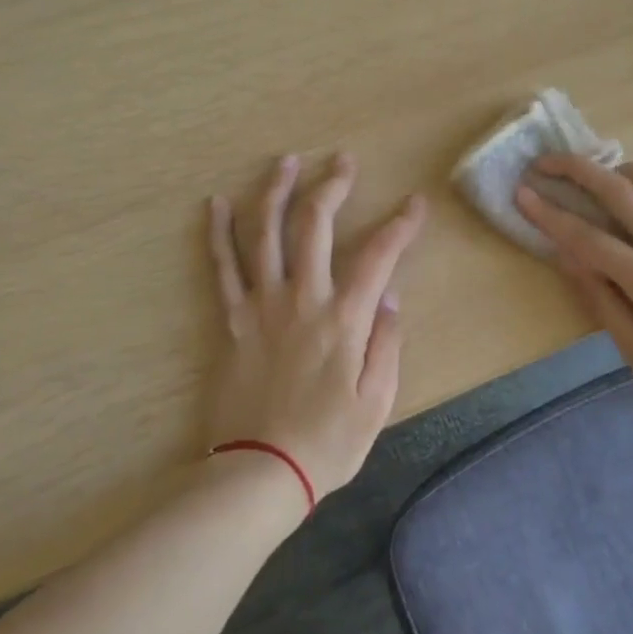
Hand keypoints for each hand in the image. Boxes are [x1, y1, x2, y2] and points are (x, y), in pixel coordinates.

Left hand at [206, 153, 426, 501]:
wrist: (260, 472)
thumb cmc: (328, 442)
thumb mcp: (377, 401)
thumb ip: (387, 343)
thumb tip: (388, 295)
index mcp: (344, 319)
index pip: (379, 256)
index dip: (401, 224)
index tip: (416, 203)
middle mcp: (302, 299)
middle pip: (316, 225)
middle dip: (333, 186)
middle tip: (343, 160)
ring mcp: (262, 305)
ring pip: (266, 233)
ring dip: (276, 191)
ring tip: (286, 161)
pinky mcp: (233, 319)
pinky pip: (223, 267)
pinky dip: (219, 233)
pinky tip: (216, 204)